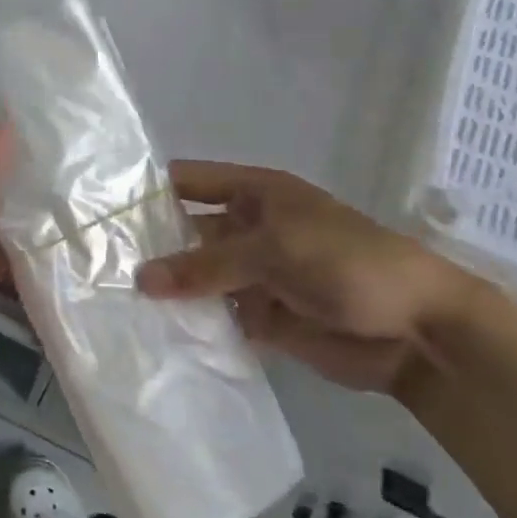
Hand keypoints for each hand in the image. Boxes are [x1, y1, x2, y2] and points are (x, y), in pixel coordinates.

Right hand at [137, 161, 484, 394]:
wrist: (417, 331)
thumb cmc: (347, 264)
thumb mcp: (273, 251)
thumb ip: (206, 265)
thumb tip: (140, 278)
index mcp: (256, 194)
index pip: (190, 182)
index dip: (151, 192)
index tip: (104, 212)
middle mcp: (250, 229)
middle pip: (190, 233)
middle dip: (153, 247)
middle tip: (99, 266)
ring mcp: (256, 274)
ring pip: (200, 277)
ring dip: (170, 290)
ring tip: (114, 303)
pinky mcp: (264, 316)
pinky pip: (219, 316)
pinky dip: (194, 324)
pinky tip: (156, 335)